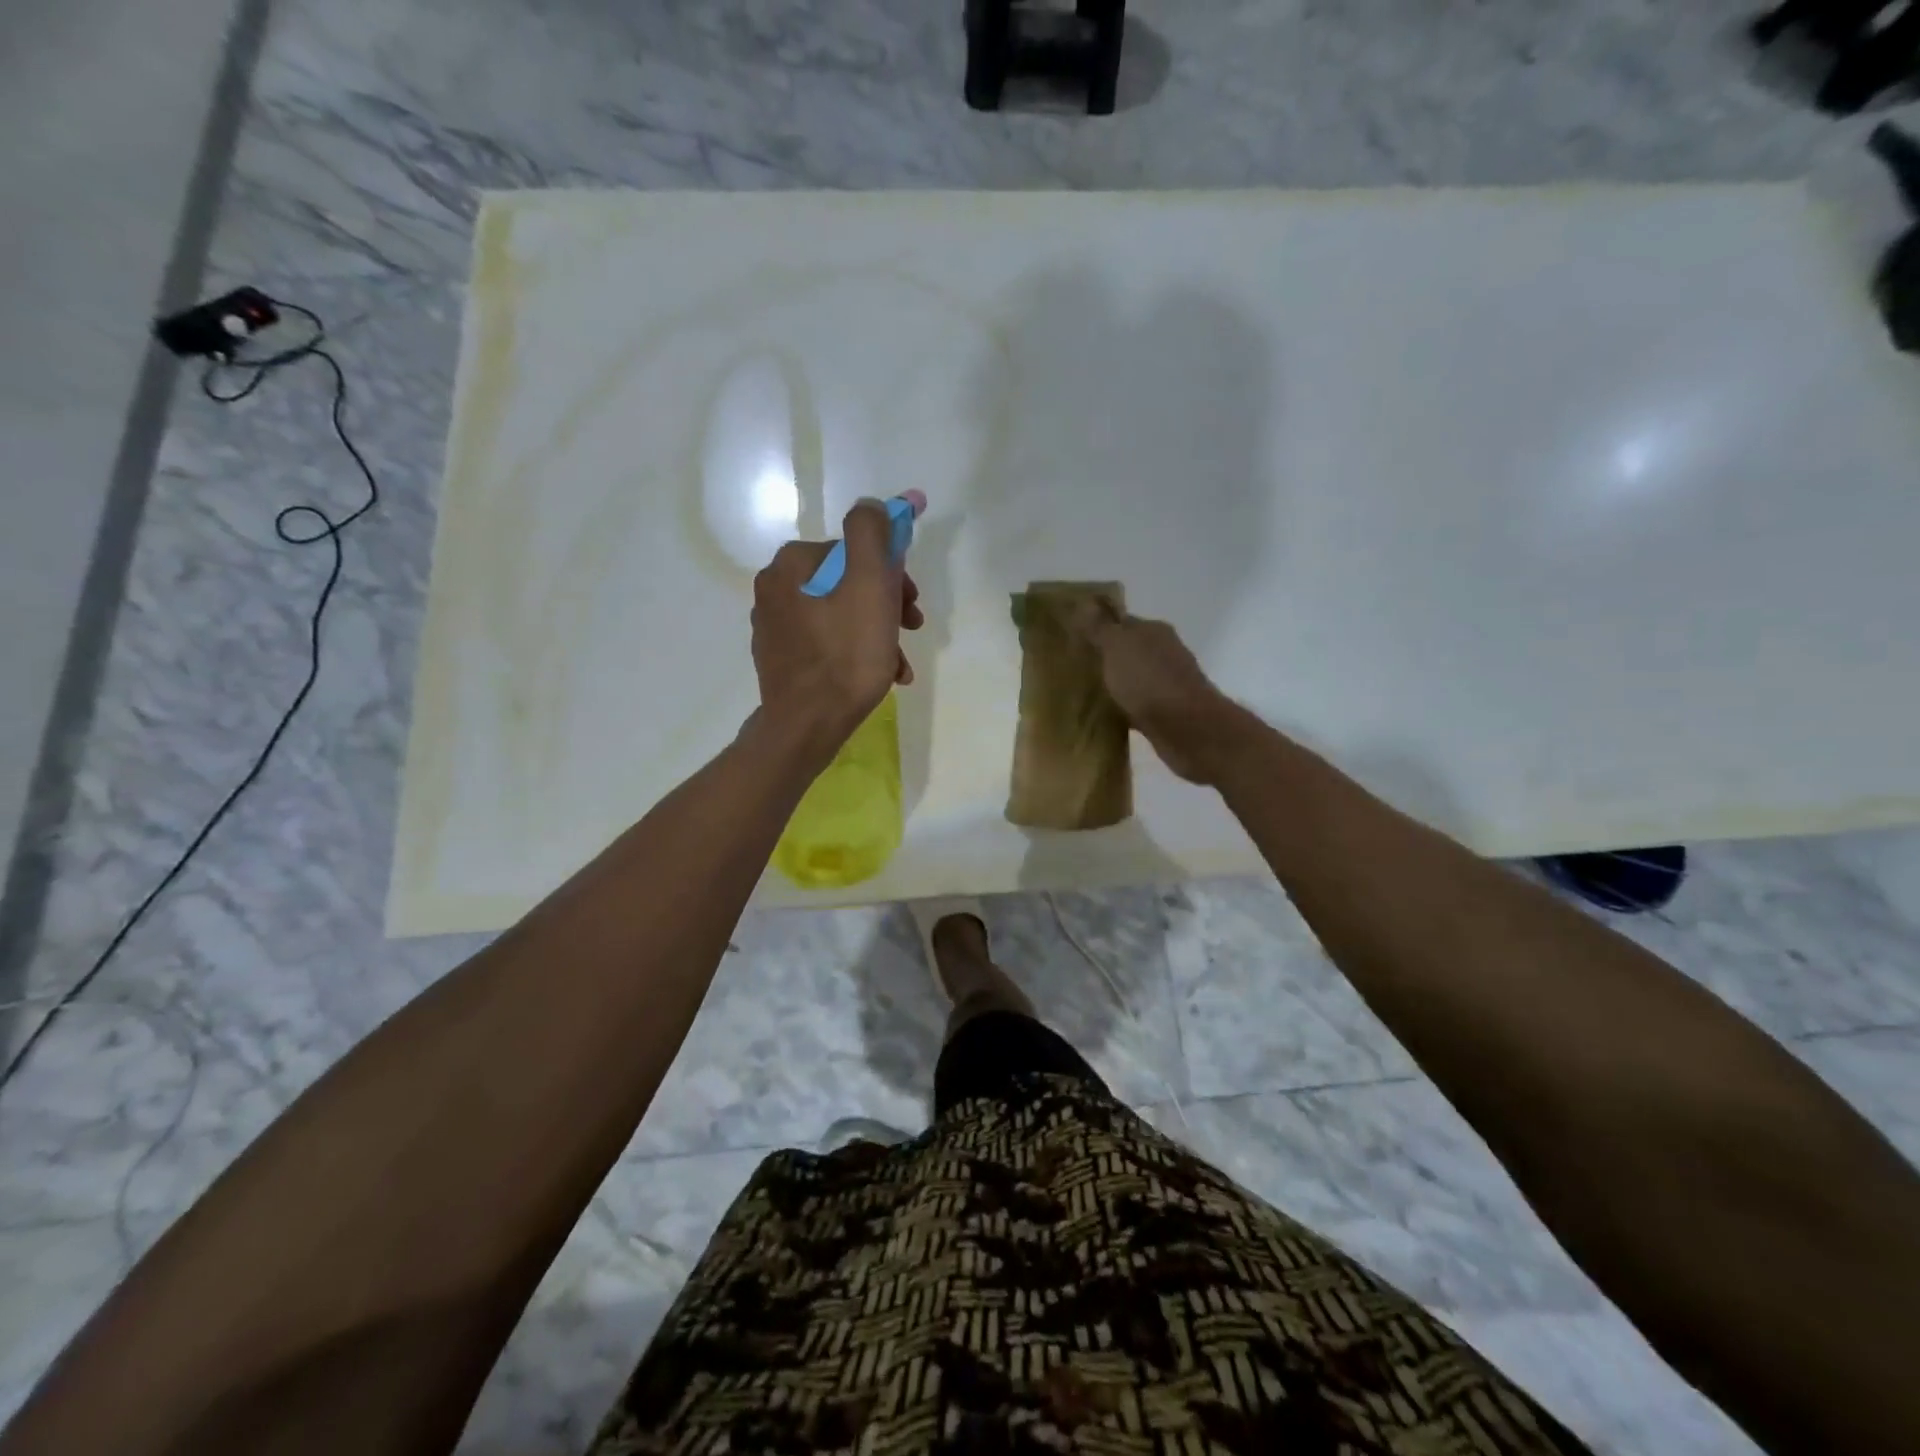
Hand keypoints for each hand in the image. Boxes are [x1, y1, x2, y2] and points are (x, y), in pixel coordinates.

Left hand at [751, 499, 923, 752]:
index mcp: (792, 563)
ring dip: (878, 633)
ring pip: (840, 615)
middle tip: (911, 628)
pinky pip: (827, 643)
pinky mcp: (780, 659)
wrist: (808, 725)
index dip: (891, 574)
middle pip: (847, 583)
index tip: (912, 603)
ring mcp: (774, 626)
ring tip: (899, 663)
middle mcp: (774, 587)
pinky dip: (855, 652)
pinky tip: (879, 674)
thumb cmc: (846, 654)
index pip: (855, 551)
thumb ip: (872, 532)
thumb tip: (876, 504)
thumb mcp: (870, 583)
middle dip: (886, 604)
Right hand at [1068, 603, 1244, 783]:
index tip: (1072, 639)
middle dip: (1105, 658)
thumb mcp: (1117, 646)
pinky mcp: (1167, 713)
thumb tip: (1085, 602)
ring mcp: (1168, 683)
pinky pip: (1138, 705)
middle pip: (1128, 650)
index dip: (1098, 628)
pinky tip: (1107, 715)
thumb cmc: (1149, 680)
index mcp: (1154, 631)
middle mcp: (1164, 653)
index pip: (1121, 621)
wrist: (1187, 728)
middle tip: (1074, 667)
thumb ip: (1100, 627)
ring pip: (1133, 678)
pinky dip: (1124, 707)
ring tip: (1086, 693)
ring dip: (1116, 684)